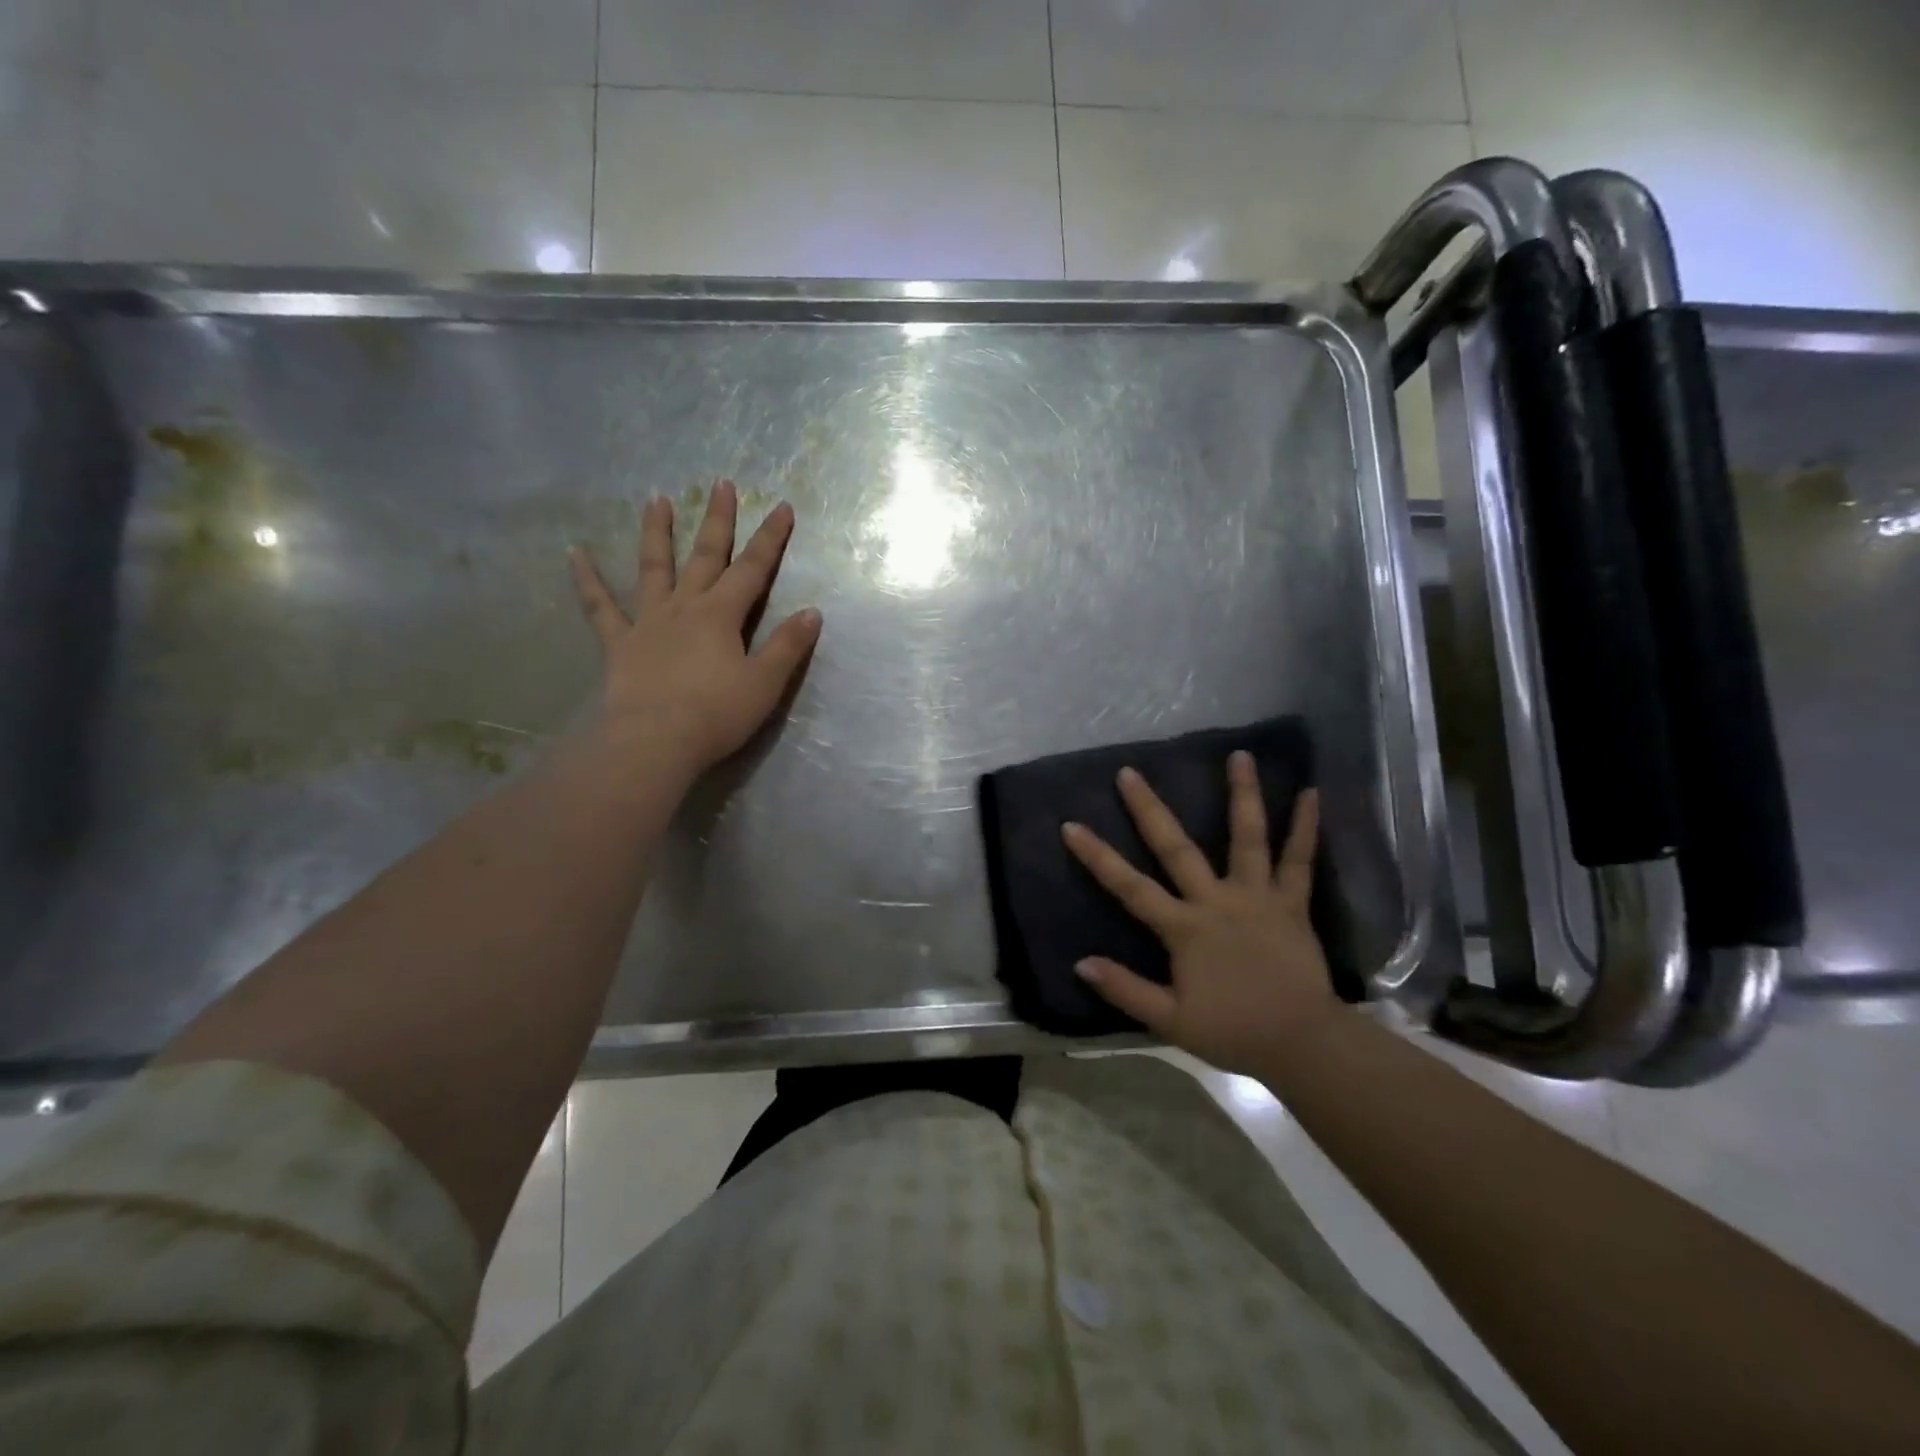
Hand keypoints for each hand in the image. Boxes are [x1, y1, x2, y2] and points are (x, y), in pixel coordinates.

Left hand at [569, 480, 821, 785]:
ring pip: (653, 567)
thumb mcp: (765, 683)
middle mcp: (685, 607)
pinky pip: (599, 606)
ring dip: (656, 532)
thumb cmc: (716, 714)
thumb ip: (788, 646)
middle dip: (717, 520)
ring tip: (656, 499)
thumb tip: (812, 612)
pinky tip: (574, 553)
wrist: (655, 742)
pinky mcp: (619, 643)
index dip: (770, 538)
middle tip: (722, 484)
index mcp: (722, 615)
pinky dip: (586, 579)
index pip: (753, 569)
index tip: (782, 507)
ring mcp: (648, 622)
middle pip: (705, 556)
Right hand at [1061, 752, 1337, 1075]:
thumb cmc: (1233, 1031)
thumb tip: (1080, 964)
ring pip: (1248, 838)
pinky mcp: (1292, 903)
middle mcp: (1216, 900)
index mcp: (1184, 928)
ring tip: (1240, 755)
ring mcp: (1257, 896)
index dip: (1098, 857)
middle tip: (1130, 773)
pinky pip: (1300, 860)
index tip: (1071, 825)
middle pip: (1176, 848)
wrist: (1301, 1042)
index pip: (1130, 887)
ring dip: (1242, 795)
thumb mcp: (1170, 1020)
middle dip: (1149, 809)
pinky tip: (1311, 793)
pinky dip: (1306, 827)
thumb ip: (1125, 989)